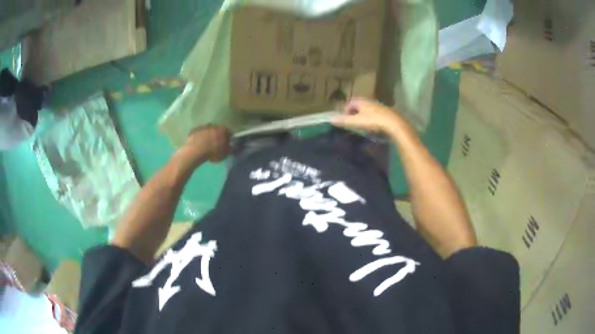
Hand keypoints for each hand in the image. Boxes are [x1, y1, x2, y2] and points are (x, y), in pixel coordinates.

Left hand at [183, 125, 230, 162]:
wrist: (196, 150)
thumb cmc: (213, 152)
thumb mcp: (225, 153)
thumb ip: (229, 147)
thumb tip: (229, 145)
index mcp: (223, 130)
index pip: (228, 132)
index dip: (227, 138)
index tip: (226, 143)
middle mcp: (214, 125)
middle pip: (217, 130)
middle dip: (216, 136)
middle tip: (215, 144)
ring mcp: (203, 127)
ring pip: (207, 131)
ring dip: (207, 136)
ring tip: (205, 145)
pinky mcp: (194, 130)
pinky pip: (198, 133)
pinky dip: (199, 137)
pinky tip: (198, 144)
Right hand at [331, 99, 402, 134]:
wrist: (394, 123)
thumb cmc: (374, 121)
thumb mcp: (357, 122)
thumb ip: (344, 120)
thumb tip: (329, 118)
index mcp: (361, 101)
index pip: (349, 103)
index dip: (346, 111)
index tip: (345, 120)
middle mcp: (369, 100)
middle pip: (358, 106)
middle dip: (354, 113)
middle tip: (353, 123)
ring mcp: (378, 105)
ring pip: (367, 109)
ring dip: (363, 116)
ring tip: (362, 126)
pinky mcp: (385, 111)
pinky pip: (375, 114)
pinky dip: (371, 118)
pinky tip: (374, 127)